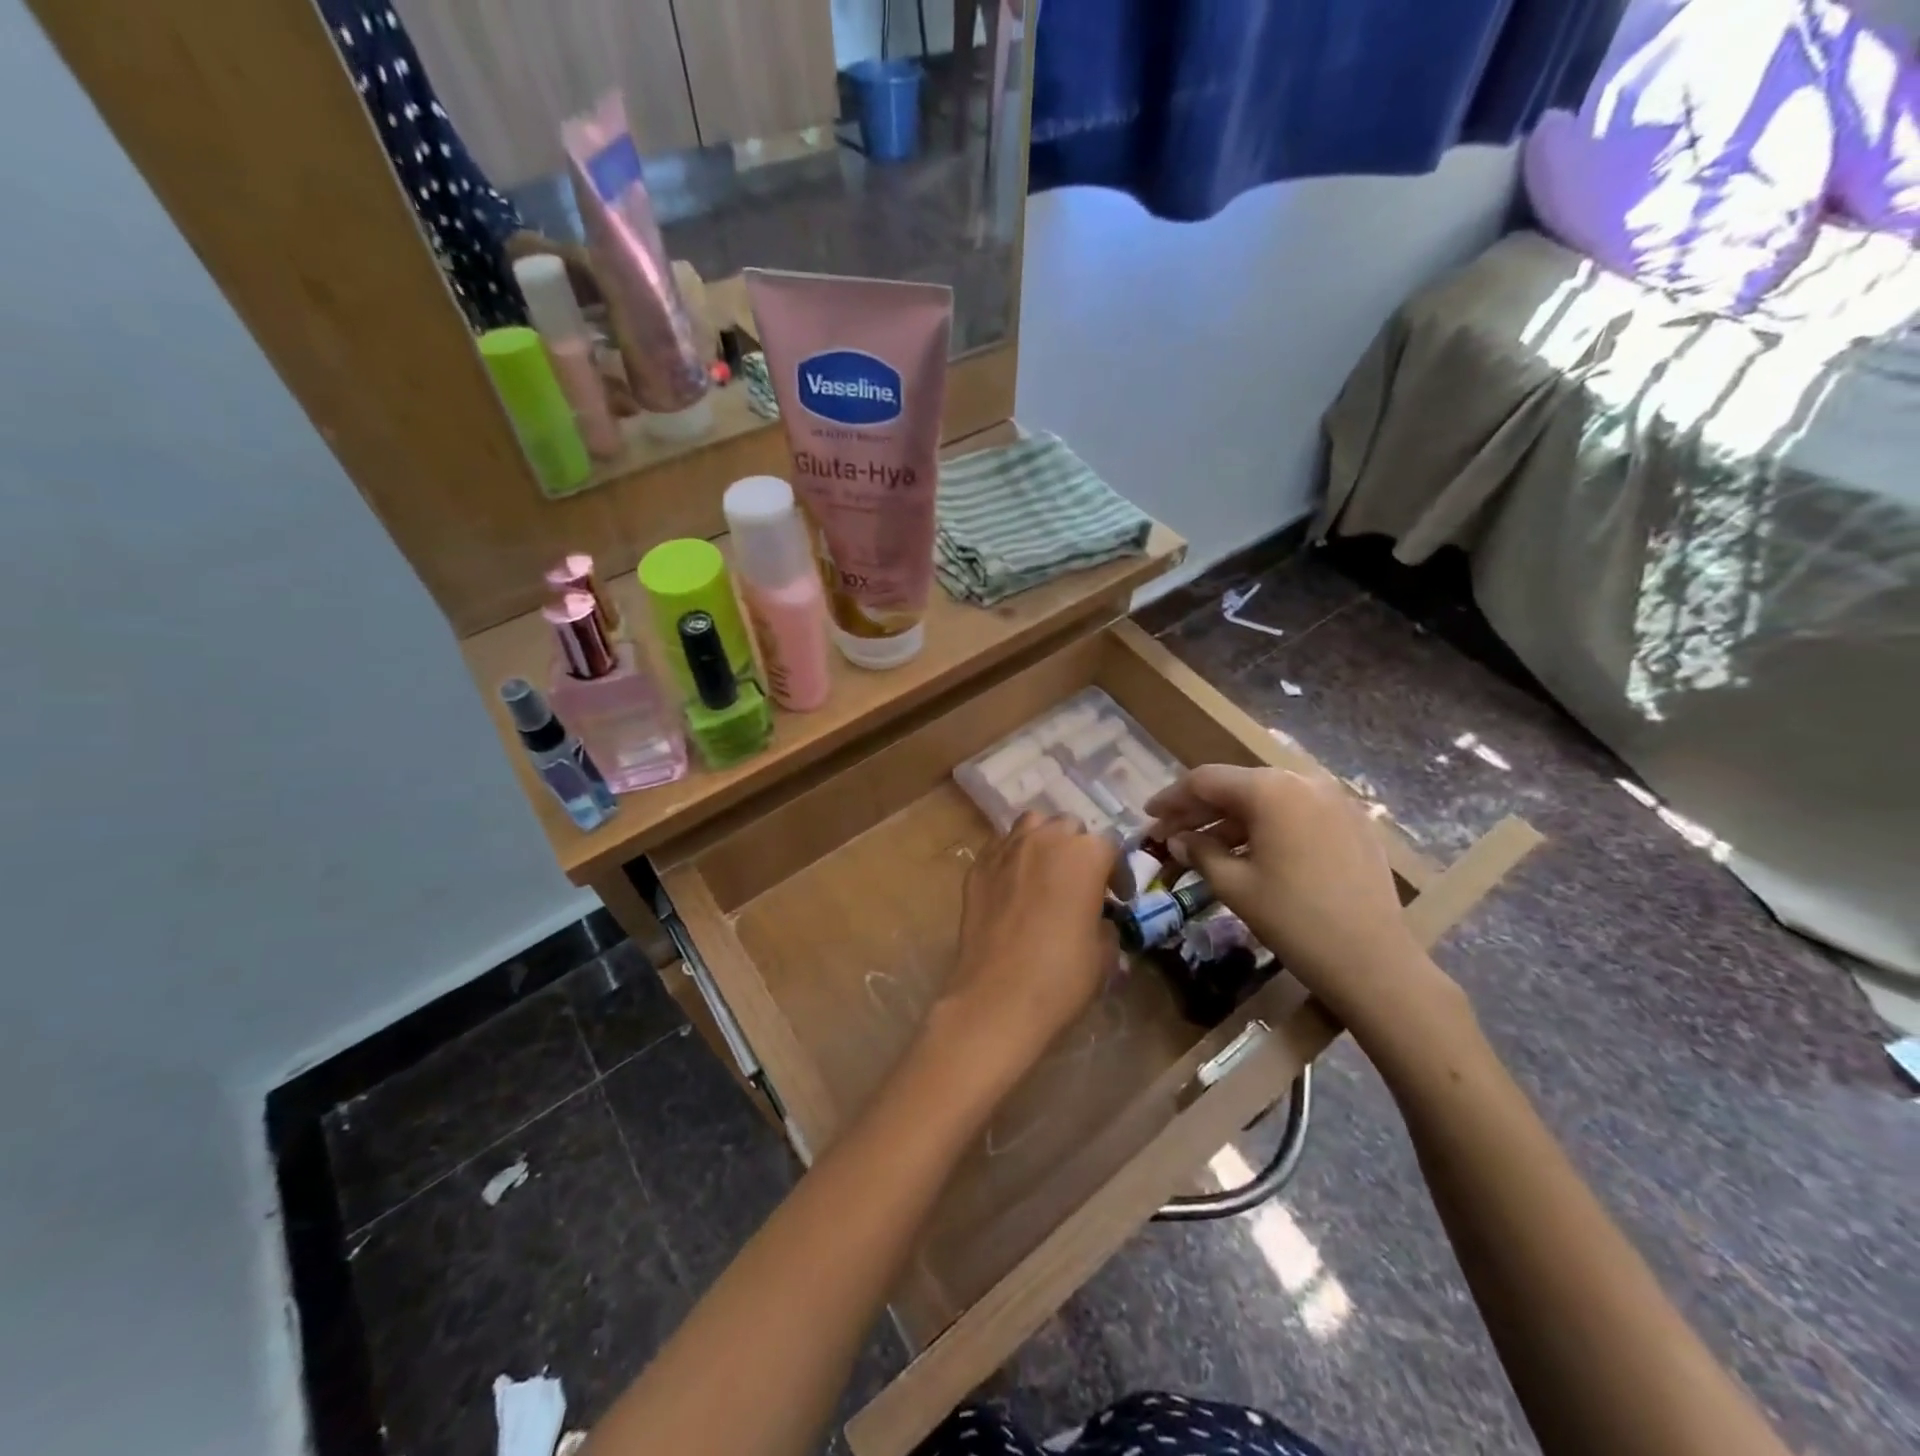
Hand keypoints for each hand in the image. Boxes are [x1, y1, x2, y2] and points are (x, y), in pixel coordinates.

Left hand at [931, 813, 1119, 1083]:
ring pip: (1031, 826)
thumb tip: (1098, 919)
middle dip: (1079, 849)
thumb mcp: (1105, 953)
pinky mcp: (977, 867)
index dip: (1118, 874)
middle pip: (1068, 827)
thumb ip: (1105, 923)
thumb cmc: (1062, 975)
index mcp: (1085, 854)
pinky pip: (1000, 848)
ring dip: (1044, 841)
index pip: (1110, 848)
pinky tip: (1015, 885)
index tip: (1120, 898)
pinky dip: (1013, 857)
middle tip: (1082, 882)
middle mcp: (1045, 839)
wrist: (997, 997)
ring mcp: (1006, 849)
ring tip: (1047, 871)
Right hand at [1146, 765, 1448, 1038]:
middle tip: (1170, 833)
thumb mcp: (1234, 885)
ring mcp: (1334, 800)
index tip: (1148, 815)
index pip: (1206, 780)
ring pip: (1267, 799)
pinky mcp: (1352, 822)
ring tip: (1205, 847)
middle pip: (1237, 785)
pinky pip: (1295, 813)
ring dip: (1231, 820)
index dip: (1172, 797)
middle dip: (1200, 809)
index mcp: (1270, 789)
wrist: (1373, 960)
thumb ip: (1199, 851)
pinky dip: (1265, 826)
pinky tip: (1249, 852)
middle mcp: (1302, 781)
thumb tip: (1178, 839)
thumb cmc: (1294, 919)